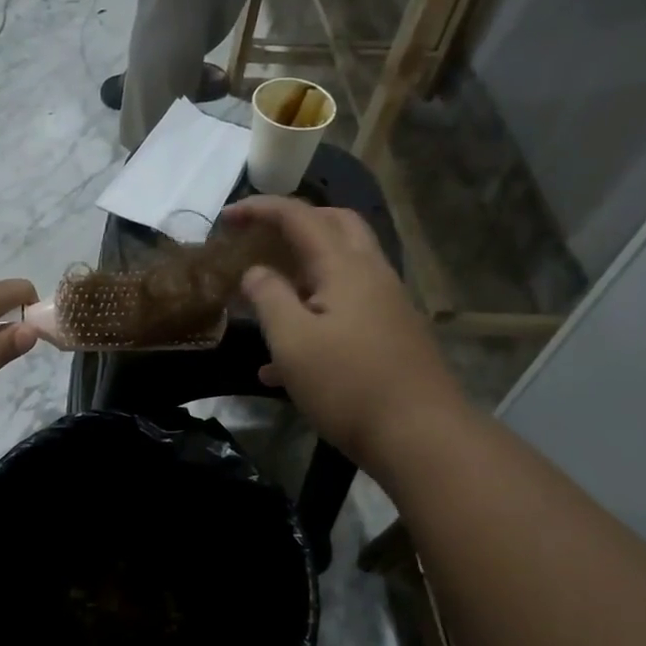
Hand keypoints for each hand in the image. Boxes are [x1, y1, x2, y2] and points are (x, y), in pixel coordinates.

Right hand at [223, 197, 467, 464]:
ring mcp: (385, 305)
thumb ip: (268, 297)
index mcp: (345, 266)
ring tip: (267, 295)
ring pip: (342, 267)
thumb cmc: (348, 383)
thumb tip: (256, 272)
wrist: (420, 435)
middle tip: (261, 238)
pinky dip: (315, 313)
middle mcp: (370, 274)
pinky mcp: (390, 335)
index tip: (226, 218)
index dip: (260, 209)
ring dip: (303, 269)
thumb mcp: (292, 340)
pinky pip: (347, 307)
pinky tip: (283, 364)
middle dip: (295, 223)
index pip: (299, 216)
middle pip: (335, 225)